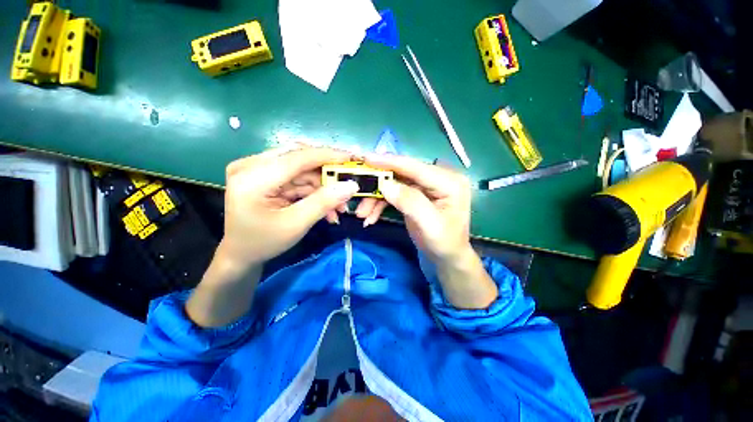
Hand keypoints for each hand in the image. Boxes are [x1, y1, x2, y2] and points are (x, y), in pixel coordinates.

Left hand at [220, 147, 357, 271]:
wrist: (240, 254)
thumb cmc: (264, 243)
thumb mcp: (296, 224)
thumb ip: (324, 202)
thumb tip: (351, 185)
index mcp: (252, 178)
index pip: (296, 158)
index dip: (327, 156)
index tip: (351, 158)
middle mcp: (250, 166)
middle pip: (299, 161)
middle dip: (326, 177)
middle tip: (347, 189)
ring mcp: (255, 169)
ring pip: (301, 170)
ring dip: (322, 187)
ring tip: (338, 207)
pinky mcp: (263, 175)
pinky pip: (296, 178)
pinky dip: (313, 191)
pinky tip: (325, 205)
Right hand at [364, 154, 472, 262]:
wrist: (447, 258)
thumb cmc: (444, 243)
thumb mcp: (429, 225)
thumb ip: (409, 202)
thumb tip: (385, 184)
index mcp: (449, 181)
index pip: (415, 167)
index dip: (390, 162)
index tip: (366, 158)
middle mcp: (438, 178)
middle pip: (401, 175)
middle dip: (378, 186)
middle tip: (358, 196)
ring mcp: (426, 186)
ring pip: (395, 184)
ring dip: (377, 198)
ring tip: (362, 214)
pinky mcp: (416, 194)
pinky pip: (395, 193)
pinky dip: (381, 204)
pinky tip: (371, 216)